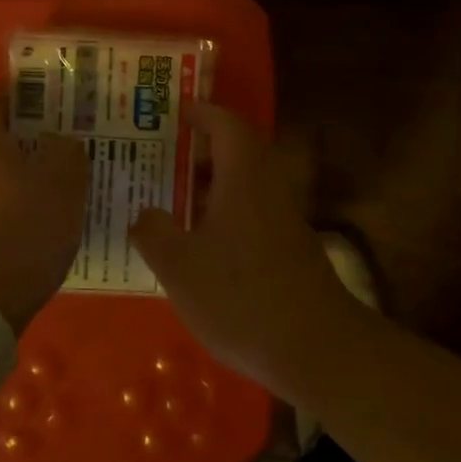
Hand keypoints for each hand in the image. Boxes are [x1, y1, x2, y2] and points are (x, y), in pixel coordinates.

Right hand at [129, 102, 357, 389]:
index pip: (225, 125)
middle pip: (237, 152)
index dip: (200, 113)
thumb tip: (144, 213)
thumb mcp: (179, 266)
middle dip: (200, 149)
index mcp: (243, 177)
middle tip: (161, 155)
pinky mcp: (289, 249)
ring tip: (170, 197)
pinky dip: (223, 213)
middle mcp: (267, 189)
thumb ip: (153, 232)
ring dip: (210, 184)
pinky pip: (250, 212)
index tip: (173, 112)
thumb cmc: (241, 297)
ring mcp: (283, 220)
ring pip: (244, 185)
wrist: (316, 349)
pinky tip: (198, 242)